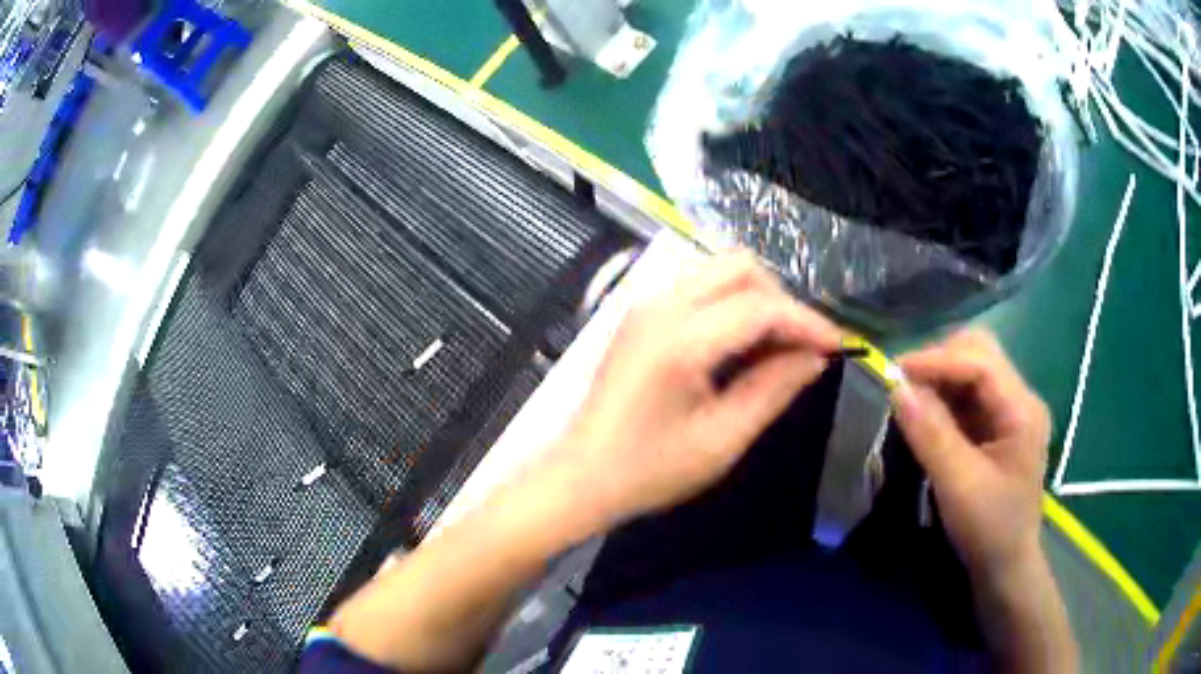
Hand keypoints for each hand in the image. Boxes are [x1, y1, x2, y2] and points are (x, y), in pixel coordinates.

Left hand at [546, 252, 842, 528]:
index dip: (807, 322)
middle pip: (740, 267)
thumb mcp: (722, 439)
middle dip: (781, 300)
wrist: (581, 475)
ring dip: (756, 298)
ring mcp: (645, 304)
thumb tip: (814, 357)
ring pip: (719, 270)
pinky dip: (730, 304)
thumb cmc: (649, 469)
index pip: (761, 306)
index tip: (838, 346)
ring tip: (774, 348)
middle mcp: (661, 304)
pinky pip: (698, 287)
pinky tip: (739, 345)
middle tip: (800, 347)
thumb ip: (774, 389)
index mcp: (681, 339)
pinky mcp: (640, 314)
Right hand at [892, 329, 1050, 579]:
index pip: (981, 362)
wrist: (1006, 568)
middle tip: (904, 384)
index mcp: (1022, 410)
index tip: (894, 371)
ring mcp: (1010, 411)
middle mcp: (1020, 399)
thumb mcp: (959, 485)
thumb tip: (896, 387)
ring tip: (909, 398)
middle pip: (980, 353)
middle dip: (940, 361)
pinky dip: (943, 396)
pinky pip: (968, 395)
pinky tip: (926, 414)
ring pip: (972, 369)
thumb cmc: (989, 529)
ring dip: (940, 377)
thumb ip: (931, 434)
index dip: (937, 360)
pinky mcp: (997, 427)